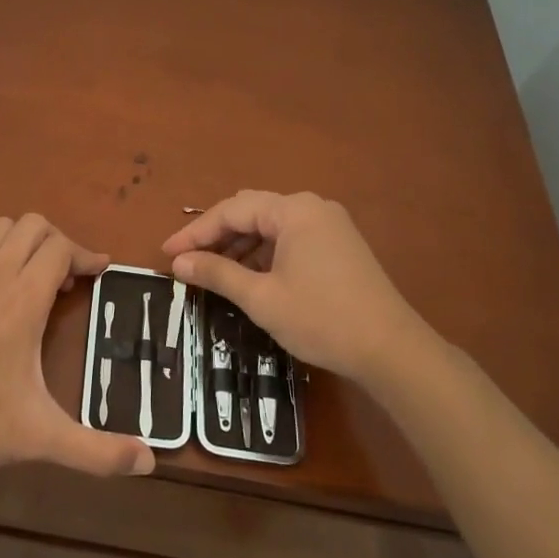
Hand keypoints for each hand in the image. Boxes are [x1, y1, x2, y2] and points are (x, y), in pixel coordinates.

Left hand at [0, 214, 154, 476]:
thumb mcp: (42, 436)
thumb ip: (96, 451)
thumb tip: (149, 463)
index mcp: (24, 297)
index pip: (61, 247)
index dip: (87, 255)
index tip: (101, 272)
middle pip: (32, 225)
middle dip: (57, 243)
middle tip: (66, 280)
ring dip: (21, 242)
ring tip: (30, 278)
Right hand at [161, 190, 439, 389]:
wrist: (391, 350)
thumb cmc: (321, 319)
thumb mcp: (261, 298)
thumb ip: (217, 273)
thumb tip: (178, 262)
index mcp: (293, 210)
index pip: (232, 210)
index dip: (195, 232)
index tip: (167, 254)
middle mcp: (312, 207)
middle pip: (251, 211)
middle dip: (216, 235)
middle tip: (187, 260)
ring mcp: (330, 225)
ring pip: (271, 226)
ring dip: (240, 246)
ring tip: (213, 271)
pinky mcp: (339, 245)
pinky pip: (290, 238)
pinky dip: (264, 253)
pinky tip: (249, 276)